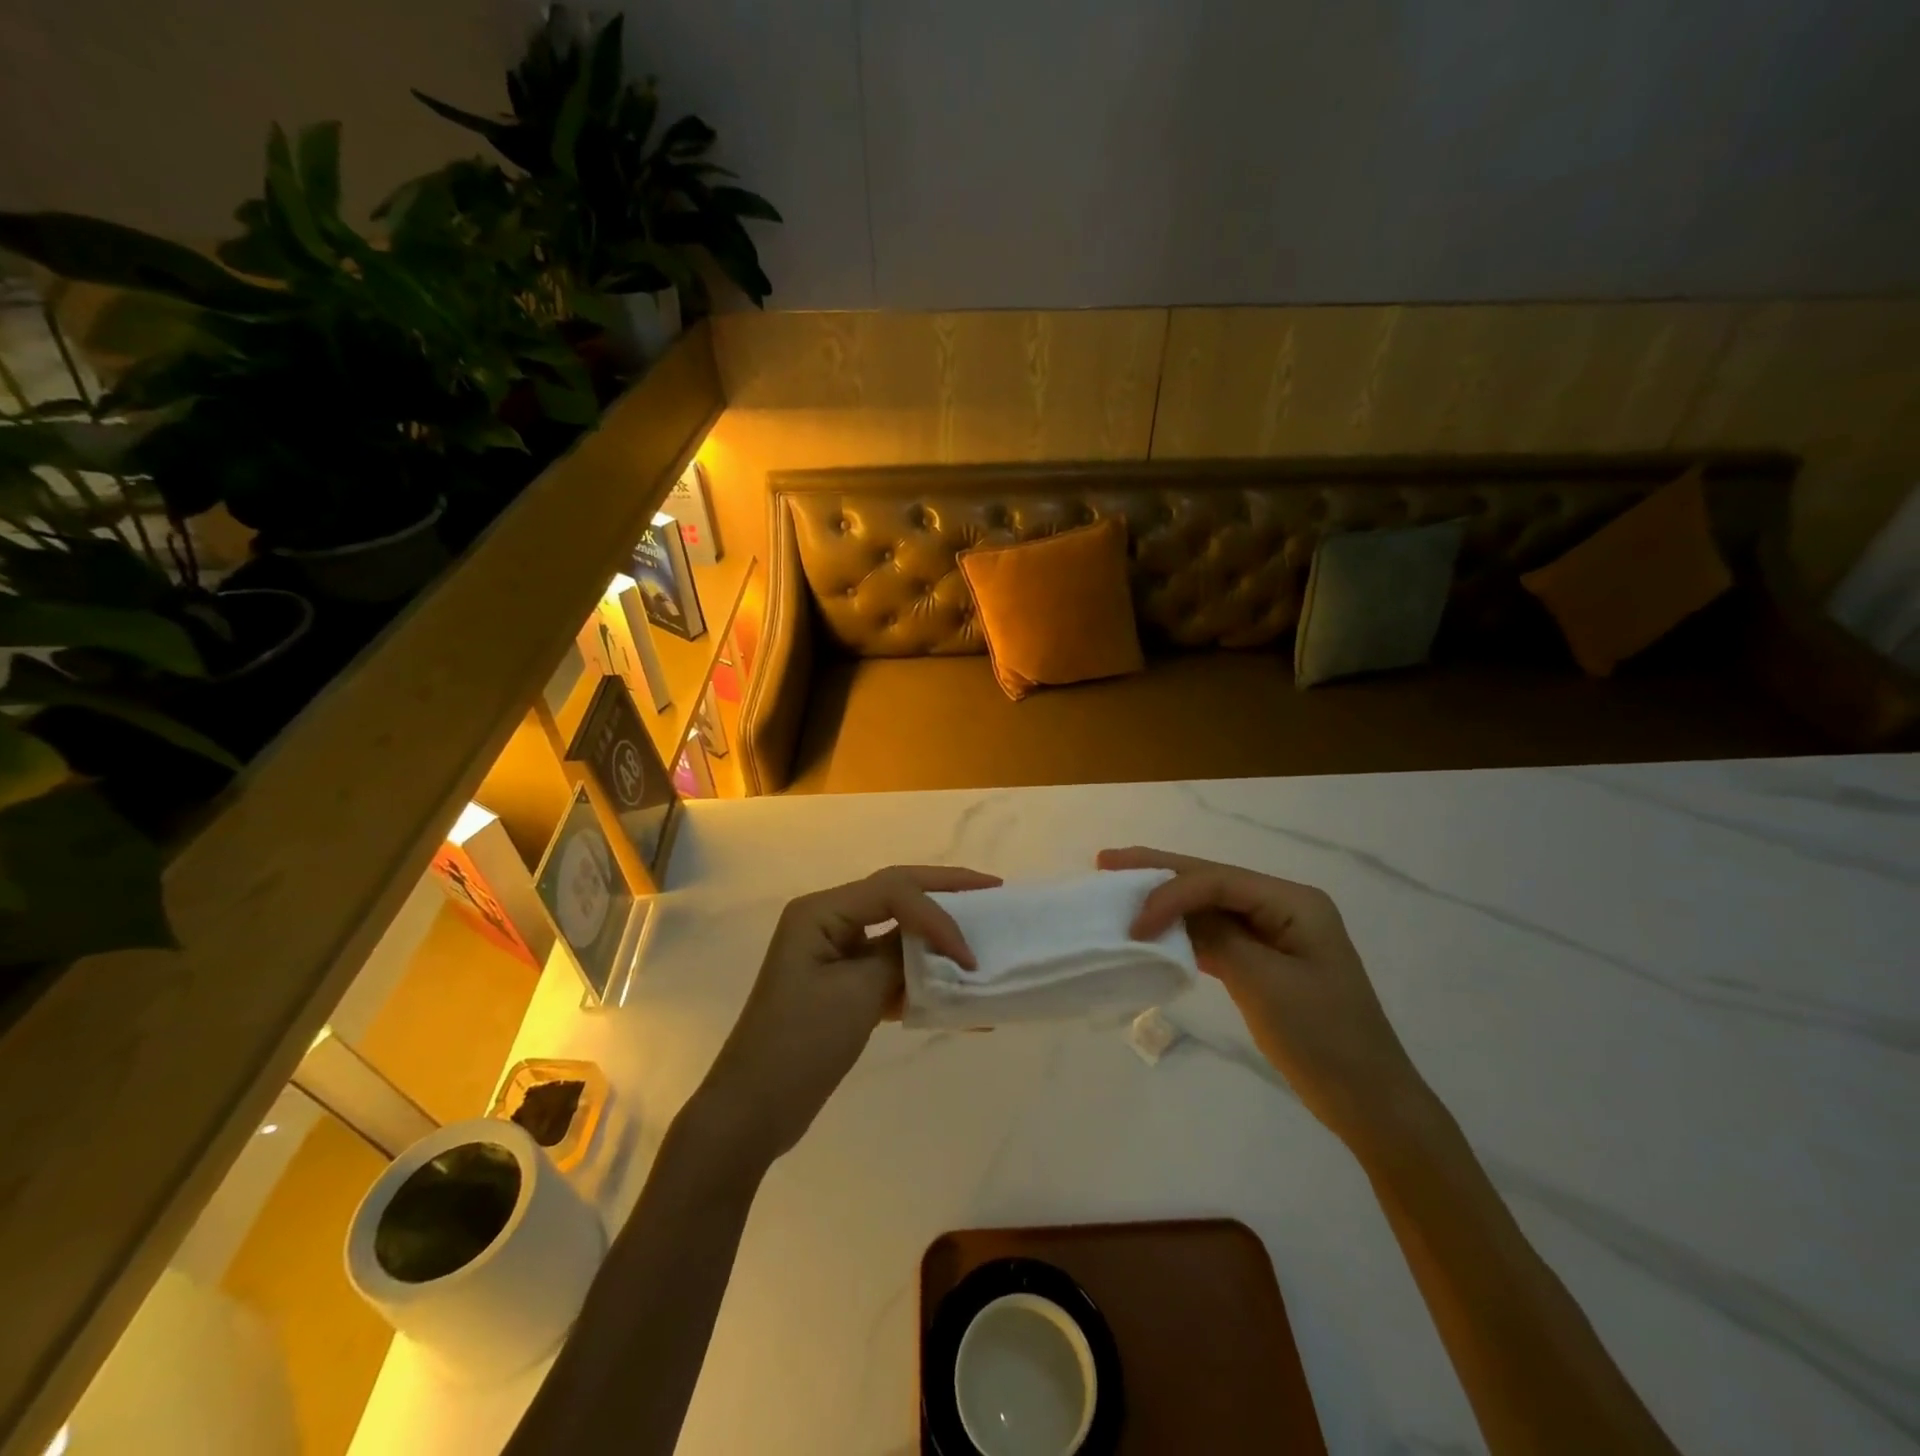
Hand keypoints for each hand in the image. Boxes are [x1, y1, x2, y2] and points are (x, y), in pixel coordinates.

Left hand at [693, 865, 1000, 1167]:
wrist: (753, 1112)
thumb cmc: (798, 1045)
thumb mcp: (856, 995)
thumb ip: (900, 958)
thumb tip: (936, 946)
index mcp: (821, 911)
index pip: (894, 890)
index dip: (938, 915)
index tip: (969, 955)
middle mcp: (827, 921)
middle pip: (896, 895)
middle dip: (945, 893)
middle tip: (992, 890)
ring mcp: (835, 954)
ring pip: (897, 931)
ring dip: (936, 938)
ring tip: (981, 934)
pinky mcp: (843, 986)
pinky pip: (890, 969)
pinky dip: (922, 979)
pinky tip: (958, 997)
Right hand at [1099, 846, 1430, 1149]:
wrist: (1369, 1102)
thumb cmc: (1323, 1039)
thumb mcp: (1264, 984)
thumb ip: (1216, 937)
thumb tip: (1168, 912)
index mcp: (1294, 902)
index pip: (1219, 880)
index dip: (1170, 892)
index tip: (1132, 924)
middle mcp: (1283, 906)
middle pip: (1212, 879)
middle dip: (1159, 871)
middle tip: (1107, 861)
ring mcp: (1274, 932)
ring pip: (1210, 904)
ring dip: (1166, 899)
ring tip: (1120, 886)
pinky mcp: (1265, 959)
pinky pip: (1216, 933)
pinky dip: (1183, 931)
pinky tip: (1153, 927)